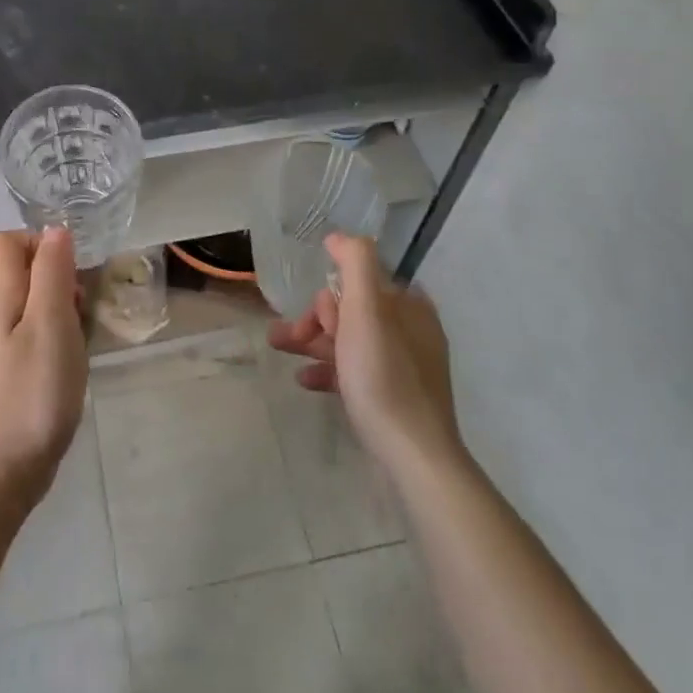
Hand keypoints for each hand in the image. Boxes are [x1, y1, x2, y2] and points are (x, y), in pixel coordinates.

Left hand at [0, 228, 87, 512]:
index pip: (7, 241)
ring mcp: (1, 344)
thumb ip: (52, 273)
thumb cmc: (32, 394)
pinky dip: (58, 336)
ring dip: (62, 308)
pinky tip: (72, 362)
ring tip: (80, 337)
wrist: (2, 473)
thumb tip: (55, 229)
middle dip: (59, 277)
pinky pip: (36, 332)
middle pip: (23, 270)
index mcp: (0, 296)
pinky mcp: (12, 370)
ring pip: (33, 302)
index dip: (41, 243)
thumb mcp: (50, 325)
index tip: (70, 271)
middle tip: (80, 308)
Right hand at [267, 234, 467, 480]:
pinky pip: (357, 372)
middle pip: (352, 311)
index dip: (330, 297)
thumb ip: (355, 263)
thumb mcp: (366, 310)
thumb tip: (339, 236)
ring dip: (314, 343)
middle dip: (316, 321)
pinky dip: (330, 370)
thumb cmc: (384, 376)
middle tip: (287, 338)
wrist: (413, 456)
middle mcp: (412, 330)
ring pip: (350, 341)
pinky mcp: (397, 398)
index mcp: (410, 306)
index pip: (360, 283)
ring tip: (279, 349)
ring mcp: (406, 366)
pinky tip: (305, 381)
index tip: (314, 320)